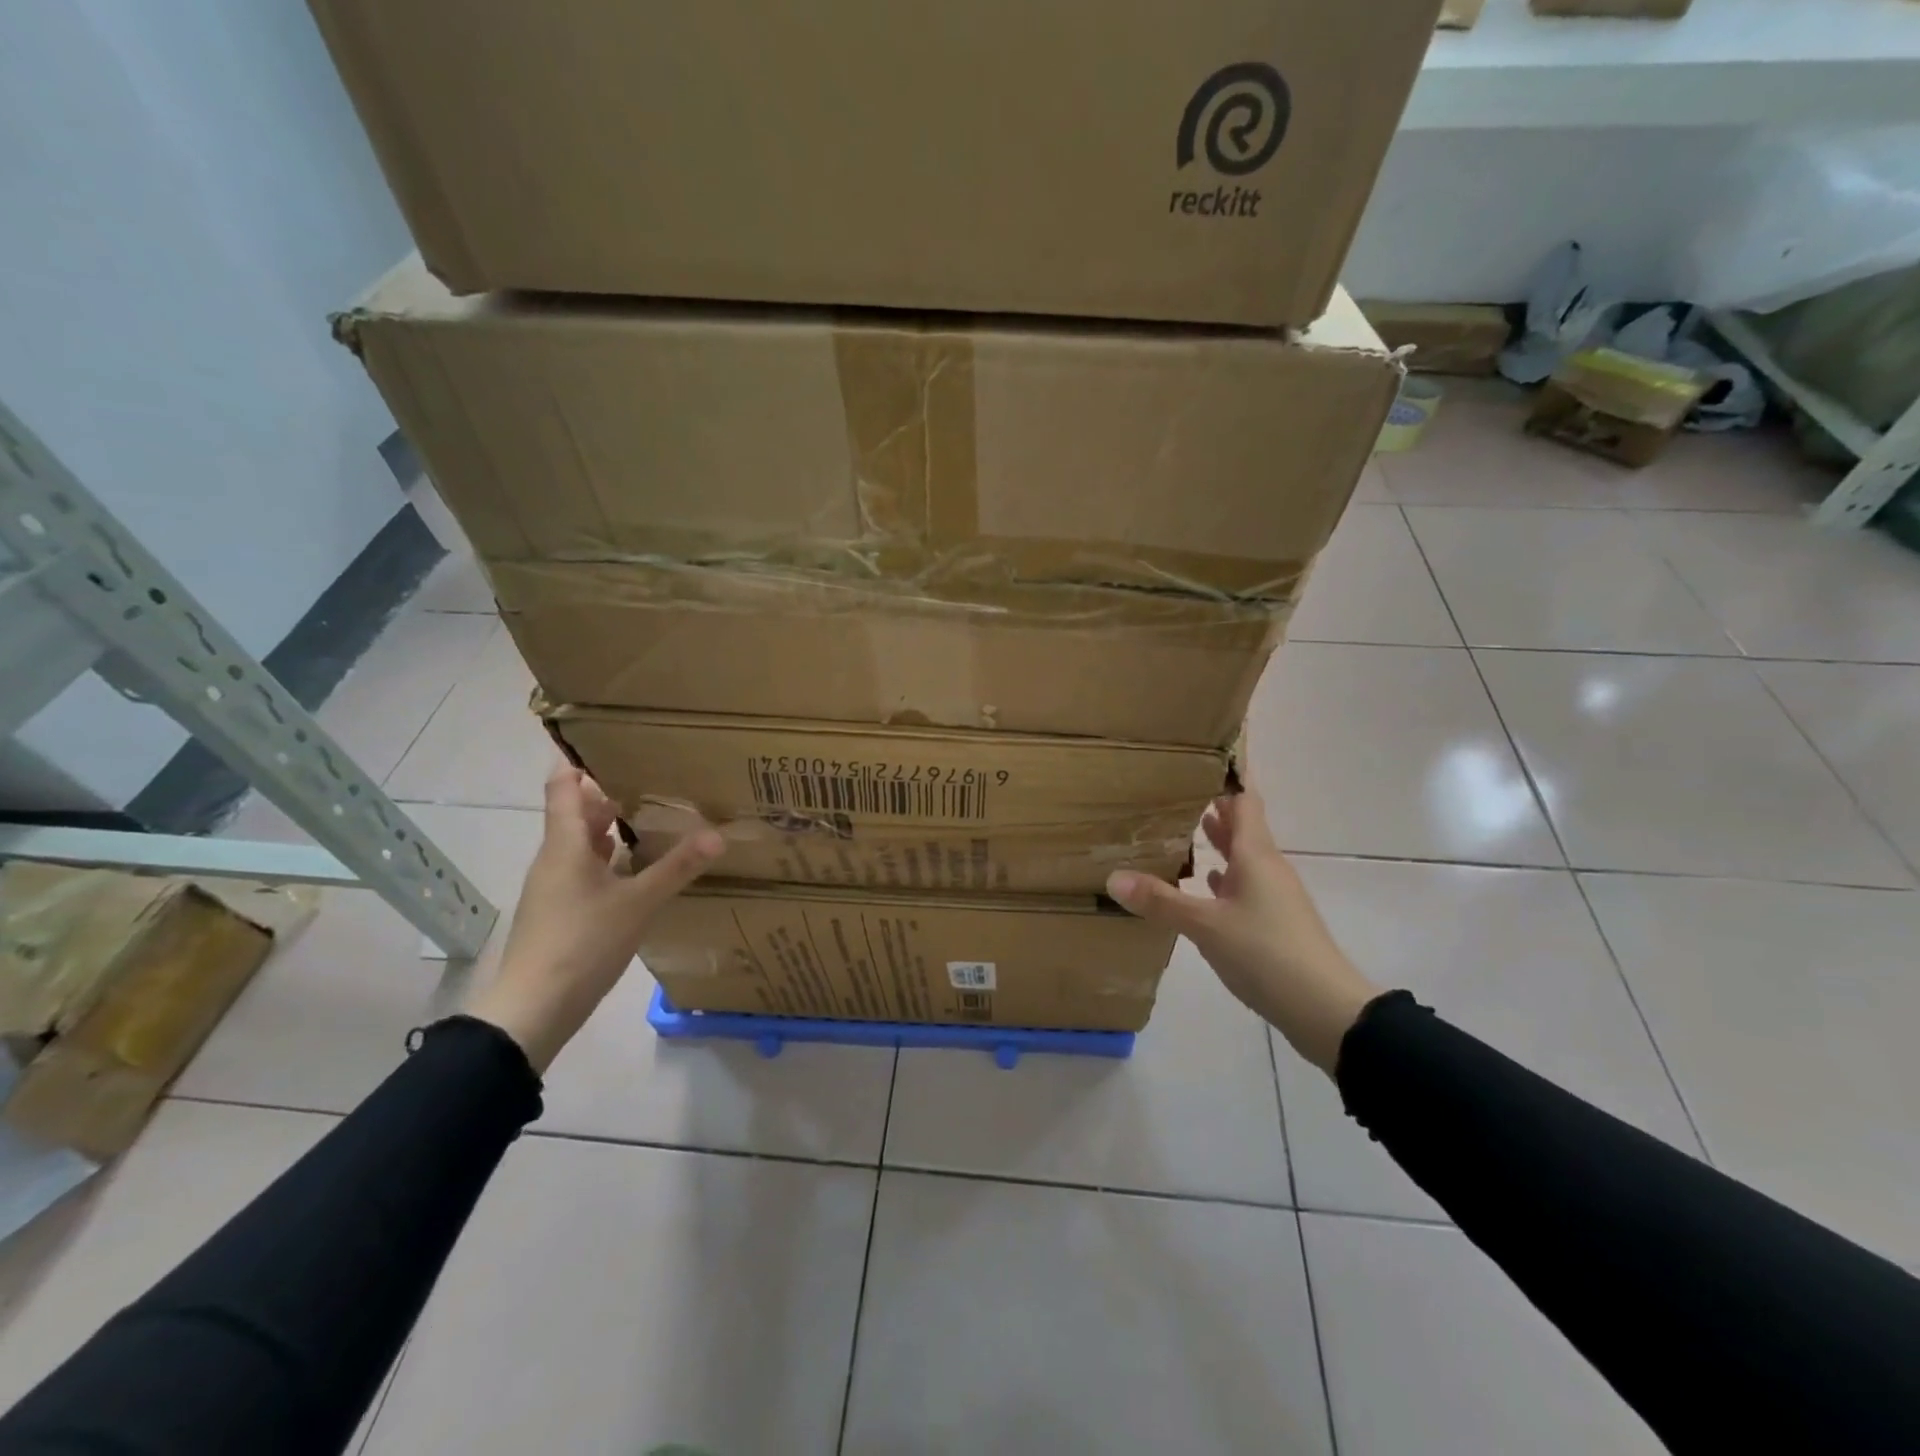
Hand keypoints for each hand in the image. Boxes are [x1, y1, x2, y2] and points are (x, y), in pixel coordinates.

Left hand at [467, 765, 723, 1072]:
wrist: (533, 1009)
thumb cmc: (581, 944)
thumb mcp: (638, 903)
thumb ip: (677, 868)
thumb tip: (719, 835)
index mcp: (565, 845)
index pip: (563, 786)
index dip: (577, 759)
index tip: (605, 737)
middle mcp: (556, 858)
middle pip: (578, 813)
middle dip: (611, 792)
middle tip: (653, 775)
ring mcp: (556, 886)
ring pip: (584, 843)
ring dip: (613, 827)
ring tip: (655, 814)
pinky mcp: (562, 911)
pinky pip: (588, 870)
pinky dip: (612, 859)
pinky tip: (641, 867)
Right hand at [1106, 787, 1377, 1074]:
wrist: (1325, 1009)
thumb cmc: (1267, 953)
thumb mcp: (1206, 926)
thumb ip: (1160, 901)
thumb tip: (1112, 876)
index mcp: (1256, 856)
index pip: (1244, 801)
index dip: (1227, 778)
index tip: (1203, 758)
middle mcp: (1268, 868)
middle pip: (1243, 827)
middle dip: (1215, 808)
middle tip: (1179, 792)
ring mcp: (1274, 897)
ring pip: (1243, 858)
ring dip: (1219, 844)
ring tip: (1186, 831)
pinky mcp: (1274, 923)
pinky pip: (1244, 887)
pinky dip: (1224, 879)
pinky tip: (1205, 885)